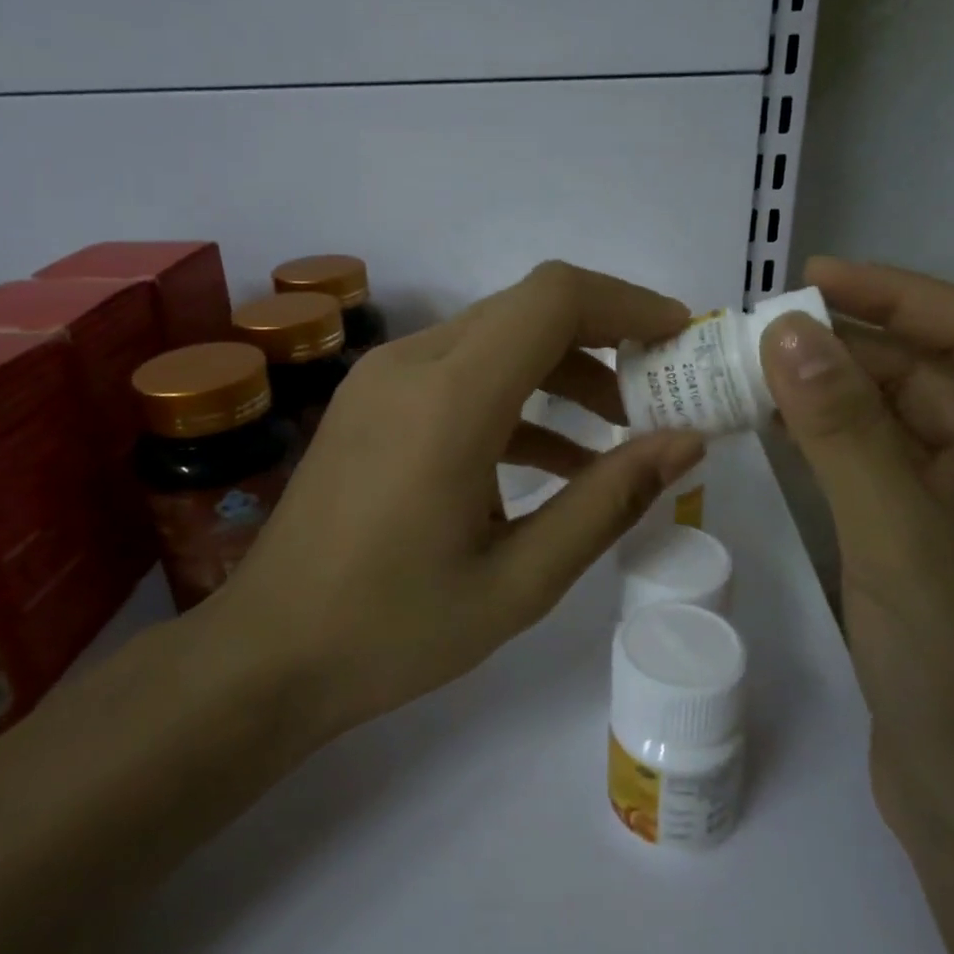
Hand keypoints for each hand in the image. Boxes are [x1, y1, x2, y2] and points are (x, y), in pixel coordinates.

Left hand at [213, 261, 706, 735]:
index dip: (628, 304)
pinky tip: (555, 458)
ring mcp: (383, 380)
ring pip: (495, 339)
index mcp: (449, 399)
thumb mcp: (521, 580)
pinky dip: (517, 398)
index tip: (682, 339)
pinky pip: (460, 374)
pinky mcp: (372, 403)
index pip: (554, 299)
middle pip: (527, 310)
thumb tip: (686, 442)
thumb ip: (608, 501)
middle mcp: (411, 365)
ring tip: (621, 431)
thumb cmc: (394, 629)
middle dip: (605, 338)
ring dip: (563, 370)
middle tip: (662, 389)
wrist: (268, 654)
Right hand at [759, 259, 953, 855]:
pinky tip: (778, 433)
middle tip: (762, 332)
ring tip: (755, 372)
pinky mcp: (926, 551)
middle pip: (934, 378)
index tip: (812, 279)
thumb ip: (844, 432)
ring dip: (834, 394)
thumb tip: (786, 331)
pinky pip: (877, 472)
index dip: (898, 295)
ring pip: (899, 425)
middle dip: (852, 346)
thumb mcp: (901, 540)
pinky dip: (830, 445)